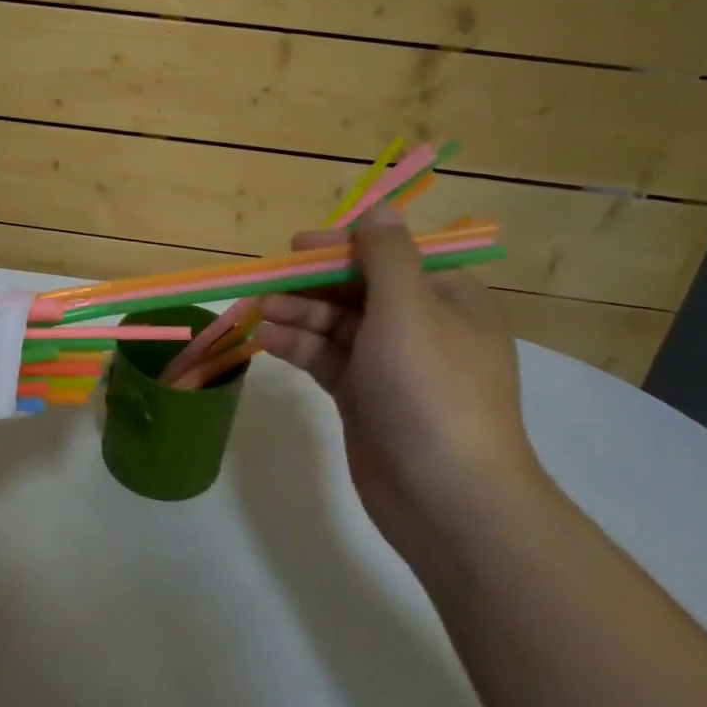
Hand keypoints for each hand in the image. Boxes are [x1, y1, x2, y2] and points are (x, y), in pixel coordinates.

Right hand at [256, 204, 551, 567]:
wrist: (447, 497)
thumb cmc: (431, 389)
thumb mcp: (409, 309)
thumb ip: (386, 254)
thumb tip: (378, 208)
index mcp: (447, 299)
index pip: (390, 256)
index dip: (342, 247)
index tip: (296, 247)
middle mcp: (421, 326)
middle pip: (358, 289)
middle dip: (312, 284)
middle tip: (265, 283)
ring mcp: (391, 365)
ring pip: (337, 325)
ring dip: (299, 314)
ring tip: (259, 311)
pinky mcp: (365, 397)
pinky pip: (327, 358)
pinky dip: (299, 346)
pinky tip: (267, 340)